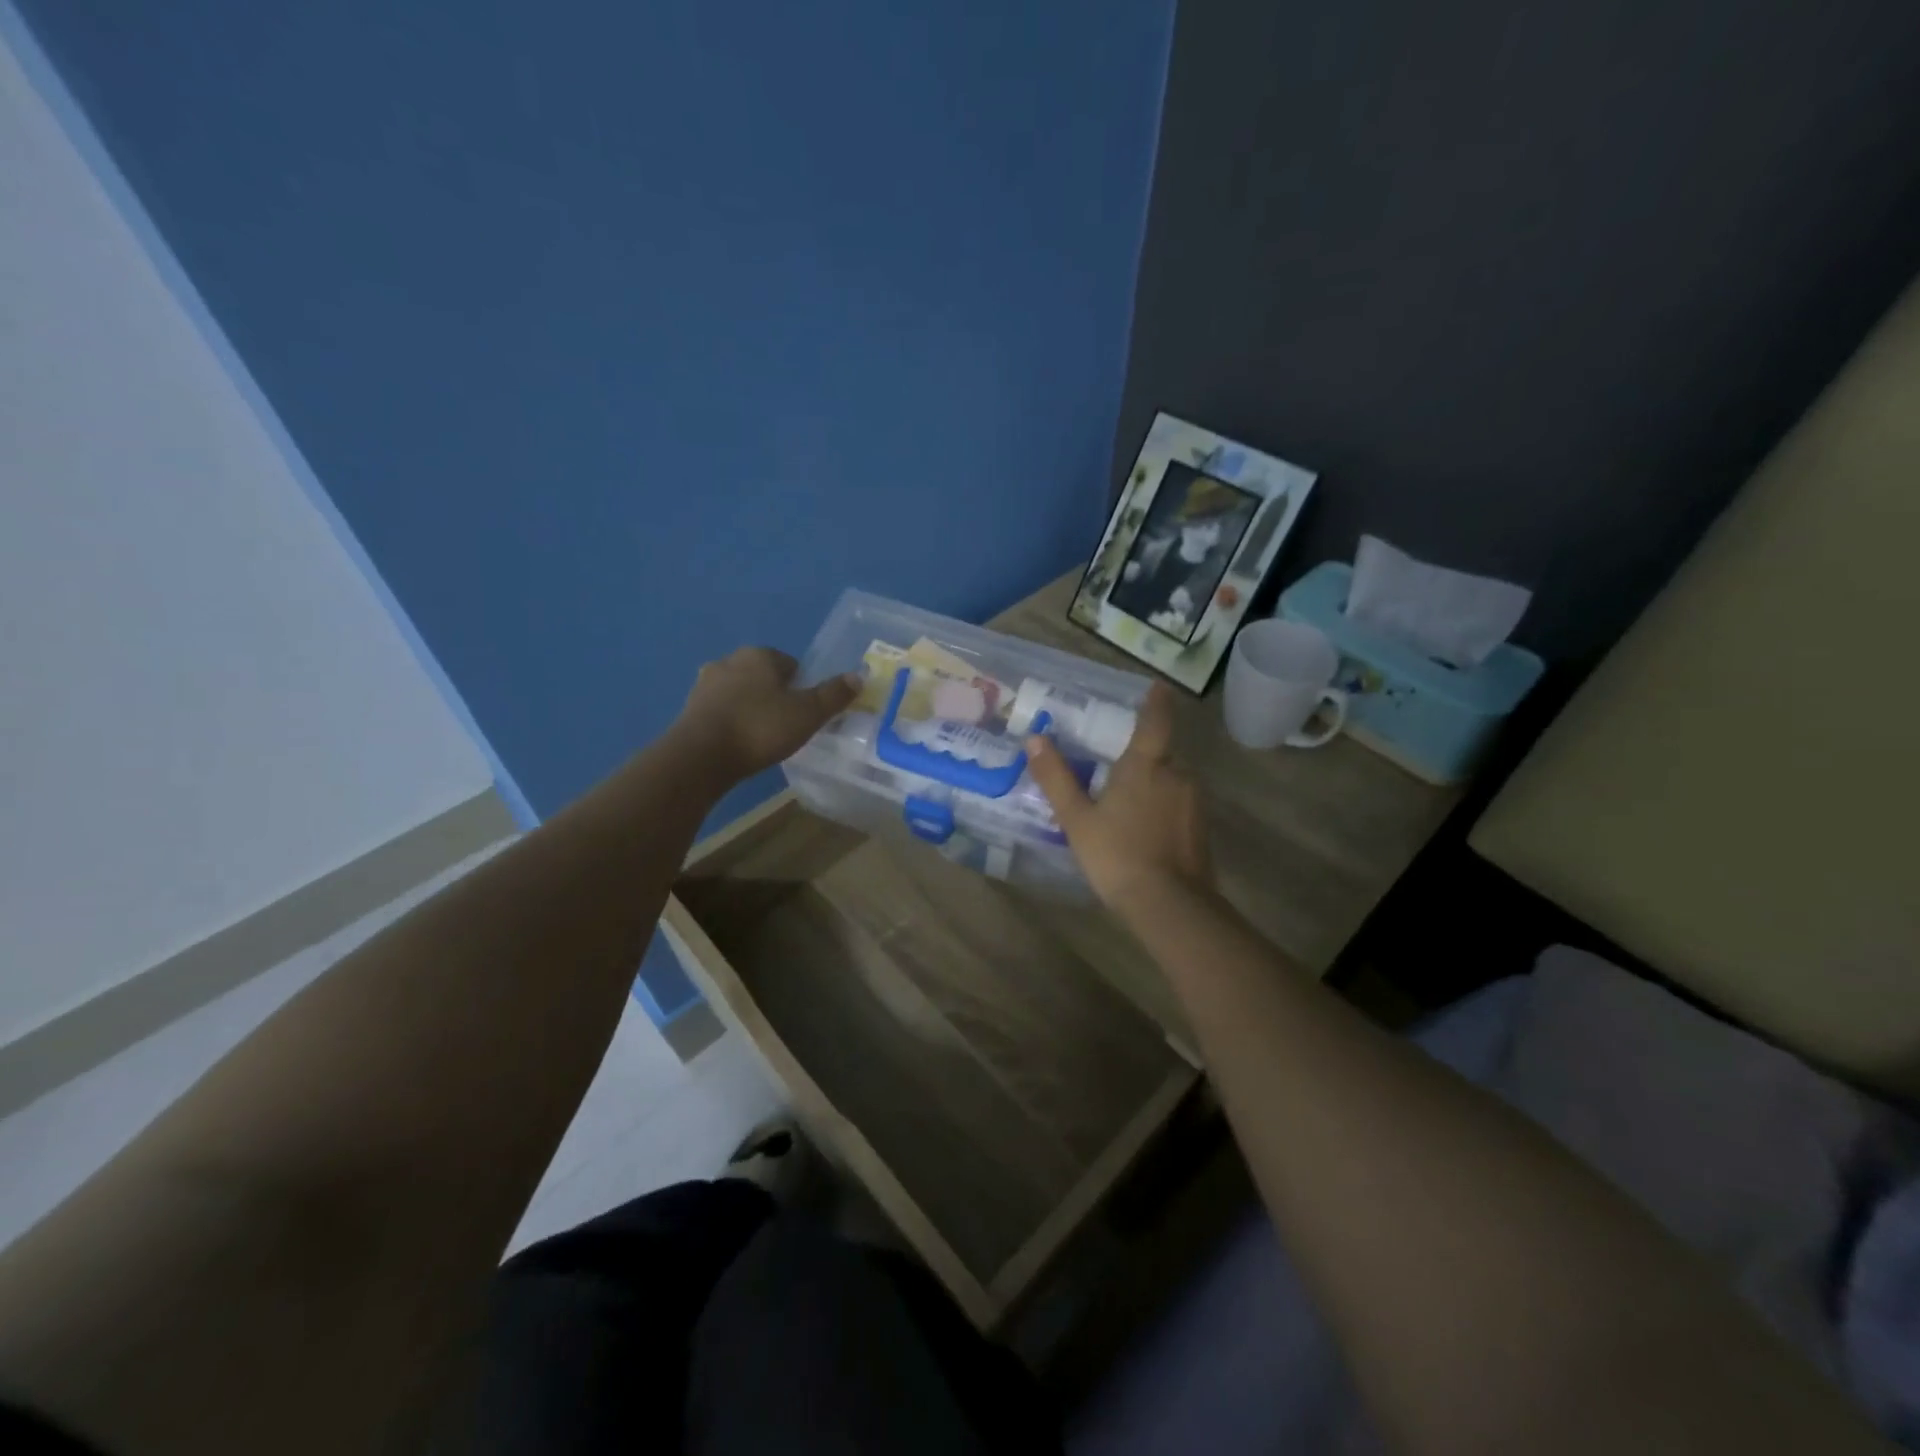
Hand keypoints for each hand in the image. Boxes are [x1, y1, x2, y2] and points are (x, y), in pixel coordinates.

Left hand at [676, 648, 859, 781]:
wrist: (701, 757)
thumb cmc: (760, 728)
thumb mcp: (808, 714)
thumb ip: (833, 695)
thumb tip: (859, 676)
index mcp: (759, 655)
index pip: (789, 663)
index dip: (802, 686)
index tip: (806, 711)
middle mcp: (729, 661)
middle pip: (762, 676)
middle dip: (774, 695)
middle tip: (787, 725)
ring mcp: (705, 684)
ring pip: (739, 692)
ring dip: (751, 708)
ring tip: (763, 737)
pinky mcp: (689, 709)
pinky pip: (720, 711)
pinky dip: (732, 722)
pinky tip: (740, 744)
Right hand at [1025, 683, 1212, 911]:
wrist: (1168, 904)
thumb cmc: (1116, 854)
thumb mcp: (1077, 818)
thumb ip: (1056, 777)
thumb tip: (1035, 738)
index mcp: (1146, 765)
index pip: (1155, 721)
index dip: (1157, 702)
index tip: (1158, 686)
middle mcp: (1177, 774)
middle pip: (1163, 753)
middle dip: (1145, 755)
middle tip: (1119, 762)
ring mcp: (1194, 801)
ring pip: (1173, 779)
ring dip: (1154, 782)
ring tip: (1128, 799)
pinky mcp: (1202, 827)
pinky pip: (1180, 802)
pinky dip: (1164, 805)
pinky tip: (1145, 826)